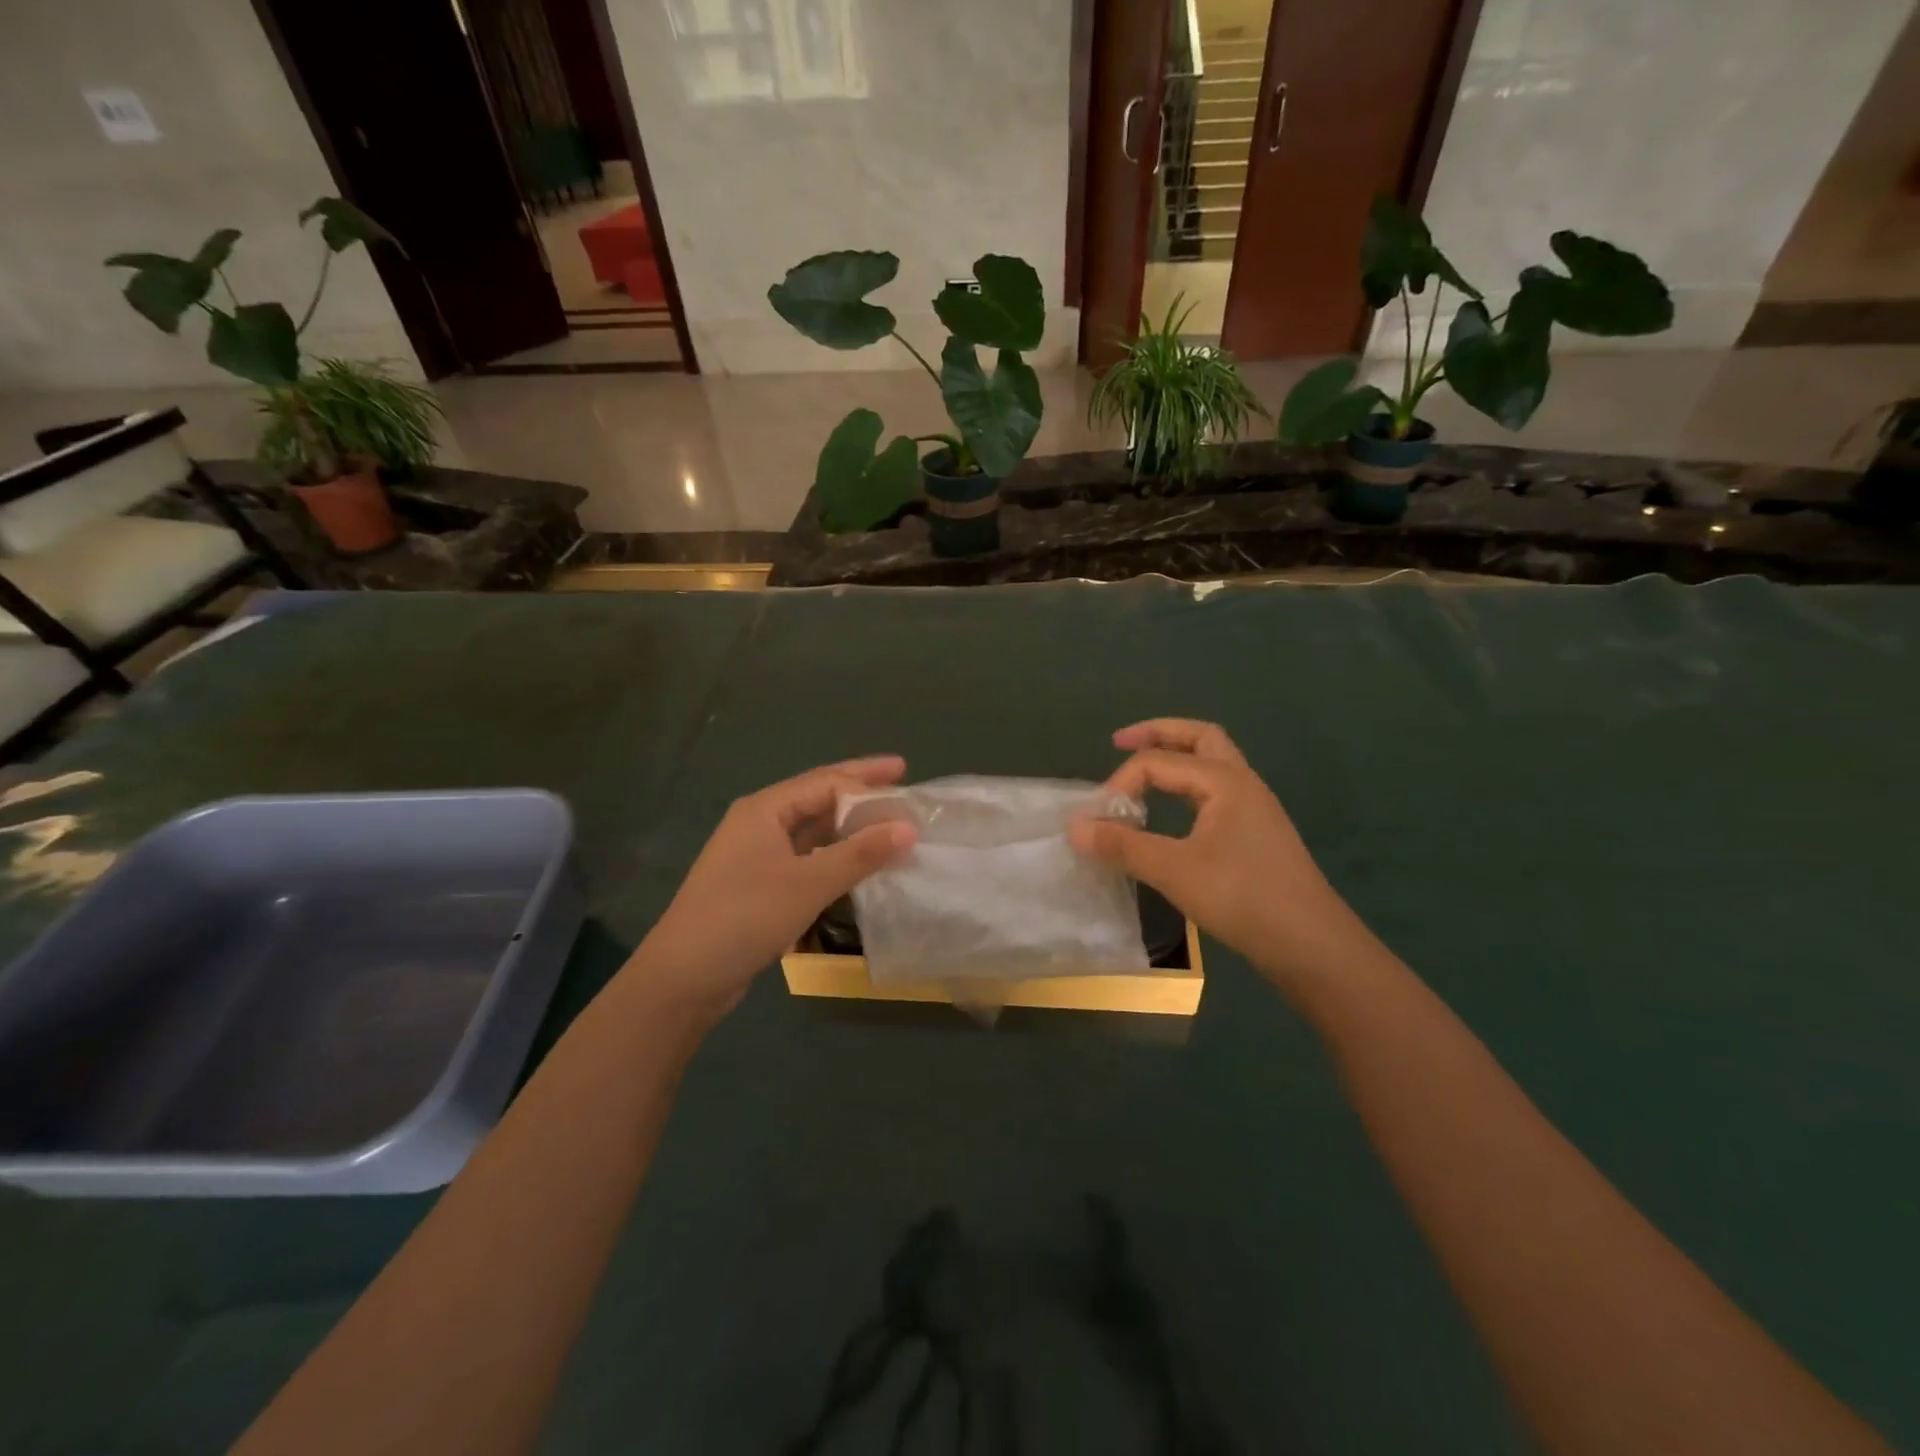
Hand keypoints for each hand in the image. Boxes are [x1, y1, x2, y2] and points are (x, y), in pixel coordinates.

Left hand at [625, 756, 917, 1023]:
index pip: (825, 782)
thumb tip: (909, 827)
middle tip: (900, 778)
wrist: (684, 977)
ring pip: (812, 829)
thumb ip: (860, 854)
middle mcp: (759, 823)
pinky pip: (806, 857)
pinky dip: (834, 855)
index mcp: (764, 809)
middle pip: (818, 798)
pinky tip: (858, 862)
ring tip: (887, 821)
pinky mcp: (759, 884)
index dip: (867, 778)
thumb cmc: (745, 917)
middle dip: (859, 789)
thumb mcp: (808, 883)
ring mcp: (756, 855)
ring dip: (849, 825)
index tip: (907, 778)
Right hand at [1069, 720, 1365, 988]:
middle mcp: (1242, 783)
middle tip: (1121, 742)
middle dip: (1158, 734)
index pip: (1158, 762)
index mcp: (1224, 780)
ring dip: (1177, 758)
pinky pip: (1216, 792)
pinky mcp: (1256, 834)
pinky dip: (1187, 787)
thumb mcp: (1173, 870)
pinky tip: (1172, 813)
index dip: (1121, 783)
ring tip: (1143, 774)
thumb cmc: (1242, 898)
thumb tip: (1074, 826)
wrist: (1312, 946)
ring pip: (1212, 764)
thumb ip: (1122, 845)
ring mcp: (1254, 808)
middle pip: (1199, 737)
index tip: (1098, 818)